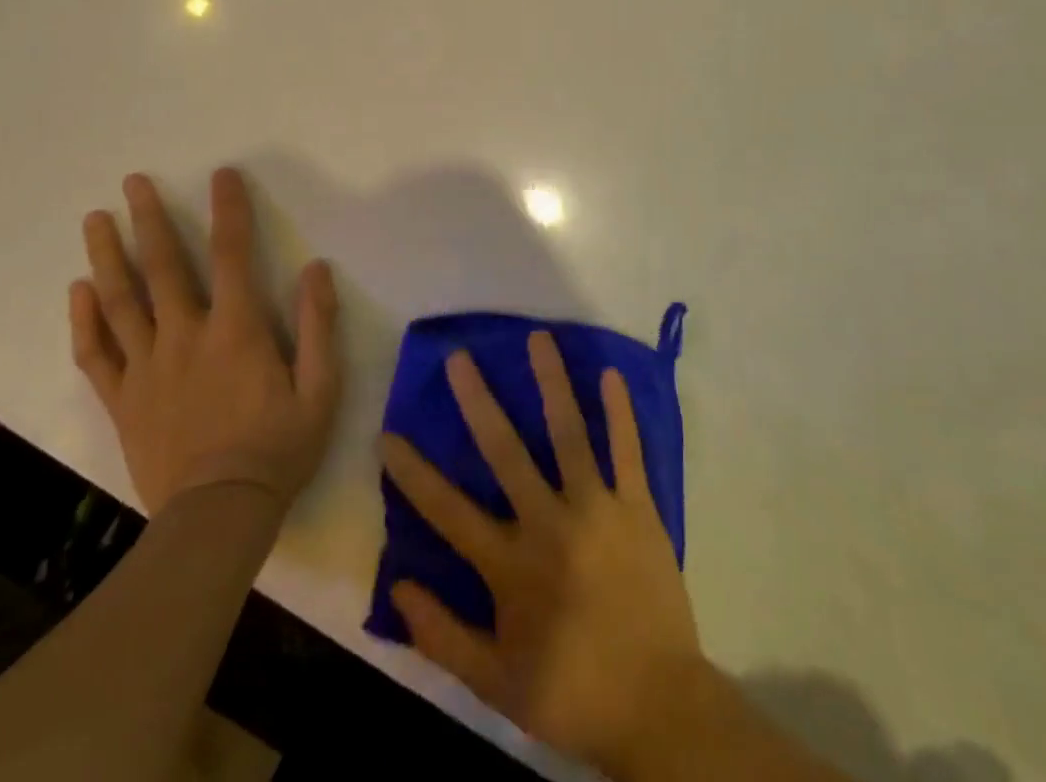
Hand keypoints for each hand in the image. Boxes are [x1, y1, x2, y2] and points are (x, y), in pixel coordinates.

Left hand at [69, 168, 340, 515]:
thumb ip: (319, 325)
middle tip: (132, 182)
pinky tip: (77, 291)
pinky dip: (83, 320)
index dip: (228, 210)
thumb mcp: (321, 388)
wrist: (218, 516)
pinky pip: (96, 354)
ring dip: (106, 256)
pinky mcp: (123, 400)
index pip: (232, 255)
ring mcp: (147, 368)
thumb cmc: (279, 448)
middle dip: (148, 220)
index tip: (221, 175)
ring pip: (120, 302)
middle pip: (162, 268)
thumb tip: (316, 268)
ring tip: (95, 220)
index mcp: (236, 330)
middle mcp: (185, 337)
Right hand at [381, 332, 703, 774]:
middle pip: (506, 453)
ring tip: (538, 338)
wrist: (658, 708)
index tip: (388, 434)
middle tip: (459, 358)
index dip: (413, 473)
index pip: (448, 511)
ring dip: (552, 383)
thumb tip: (397, 587)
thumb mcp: (494, 682)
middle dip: (479, 403)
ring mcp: (598, 509)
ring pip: (569, 434)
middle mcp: (550, 524)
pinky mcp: (639, 508)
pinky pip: (628, 452)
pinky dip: (620, 412)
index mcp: (511, 566)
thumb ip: (442, 635)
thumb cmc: (570, 692)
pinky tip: (610, 373)